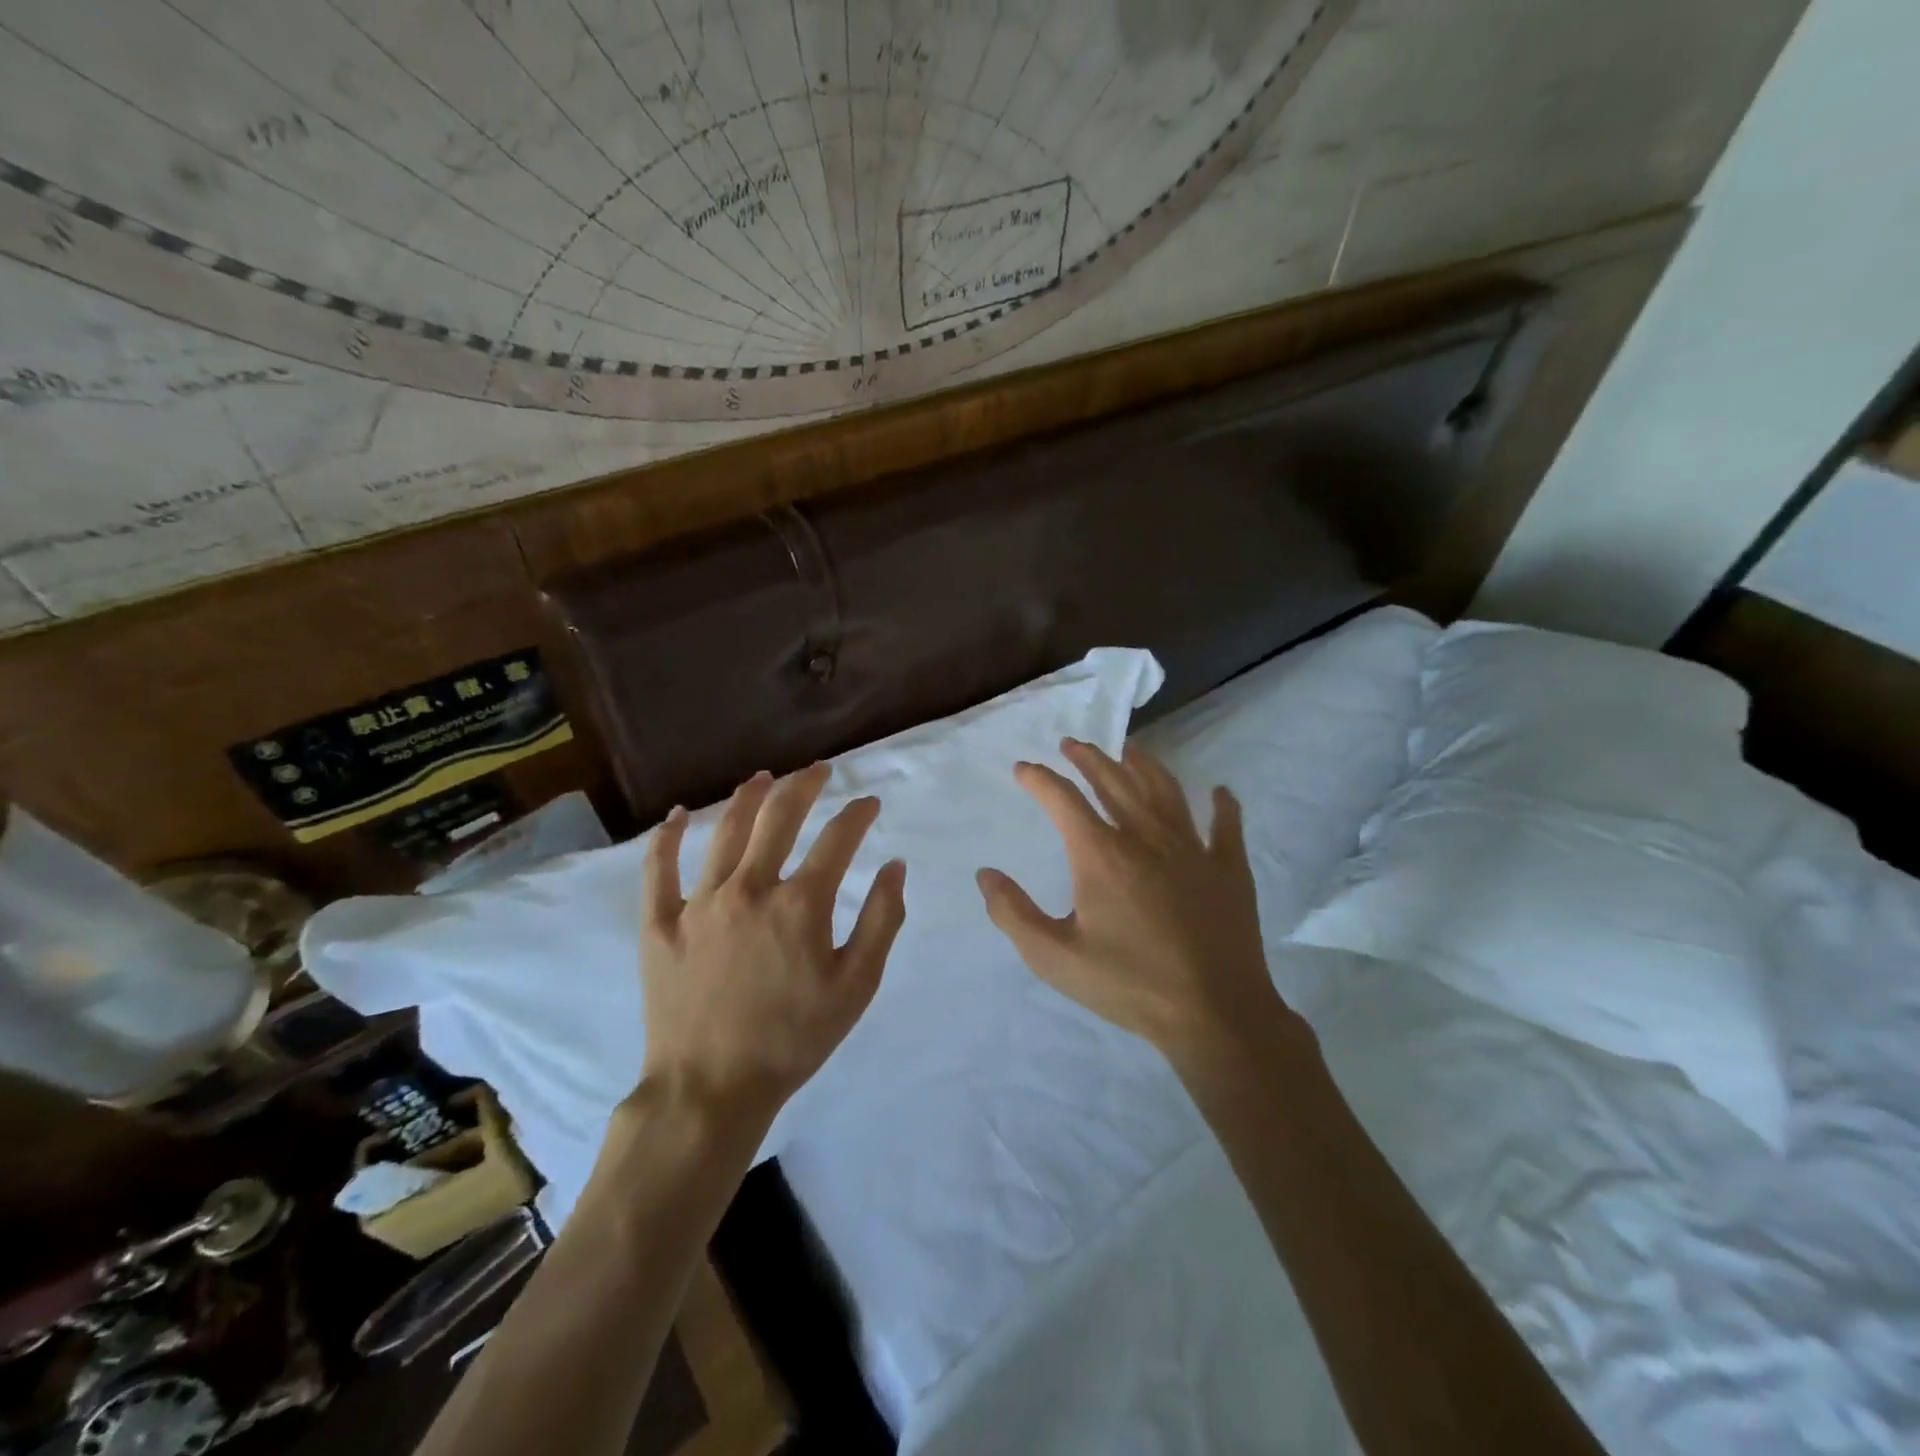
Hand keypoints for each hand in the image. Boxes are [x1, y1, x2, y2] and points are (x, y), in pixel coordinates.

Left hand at [639, 763, 906, 1125]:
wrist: (710, 1089)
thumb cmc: (793, 1040)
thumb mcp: (856, 987)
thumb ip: (881, 921)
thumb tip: (894, 866)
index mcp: (800, 904)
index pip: (837, 839)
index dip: (858, 814)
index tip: (870, 803)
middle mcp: (750, 888)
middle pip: (779, 818)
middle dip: (804, 786)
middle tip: (818, 770)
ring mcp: (700, 902)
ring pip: (725, 832)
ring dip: (747, 797)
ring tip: (763, 777)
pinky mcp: (660, 923)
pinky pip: (659, 869)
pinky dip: (667, 837)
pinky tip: (678, 815)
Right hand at [977, 738, 1291, 1073]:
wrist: (1214, 1014)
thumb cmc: (1128, 985)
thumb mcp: (1054, 957)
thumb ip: (1013, 913)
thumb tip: (985, 874)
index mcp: (1102, 855)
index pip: (1063, 799)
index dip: (1039, 779)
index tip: (1023, 769)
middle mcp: (1146, 837)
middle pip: (1114, 781)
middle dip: (1089, 758)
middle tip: (1072, 744)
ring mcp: (1193, 849)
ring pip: (1165, 790)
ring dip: (1143, 764)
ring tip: (1128, 749)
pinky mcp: (1229, 868)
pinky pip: (1226, 825)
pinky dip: (1222, 805)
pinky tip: (1218, 792)